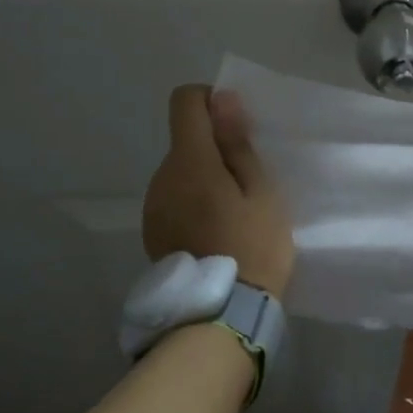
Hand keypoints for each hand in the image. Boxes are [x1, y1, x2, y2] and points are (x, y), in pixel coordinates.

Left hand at [142, 86, 294, 297]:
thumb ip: (237, 143)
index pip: (185, 102)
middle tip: (247, 183)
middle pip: (184, 141)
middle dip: (213, 148)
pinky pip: (173, 199)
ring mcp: (152, 206)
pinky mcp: (151, 231)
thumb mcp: (261, 191)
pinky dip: (192, 202)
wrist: (222, 314)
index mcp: (189, 161)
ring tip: (232, 213)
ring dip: (202, 178)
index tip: (236, 127)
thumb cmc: (253, 246)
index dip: (210, 101)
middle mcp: (161, 177)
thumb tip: (221, 98)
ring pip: (179, 172)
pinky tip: (214, 231)